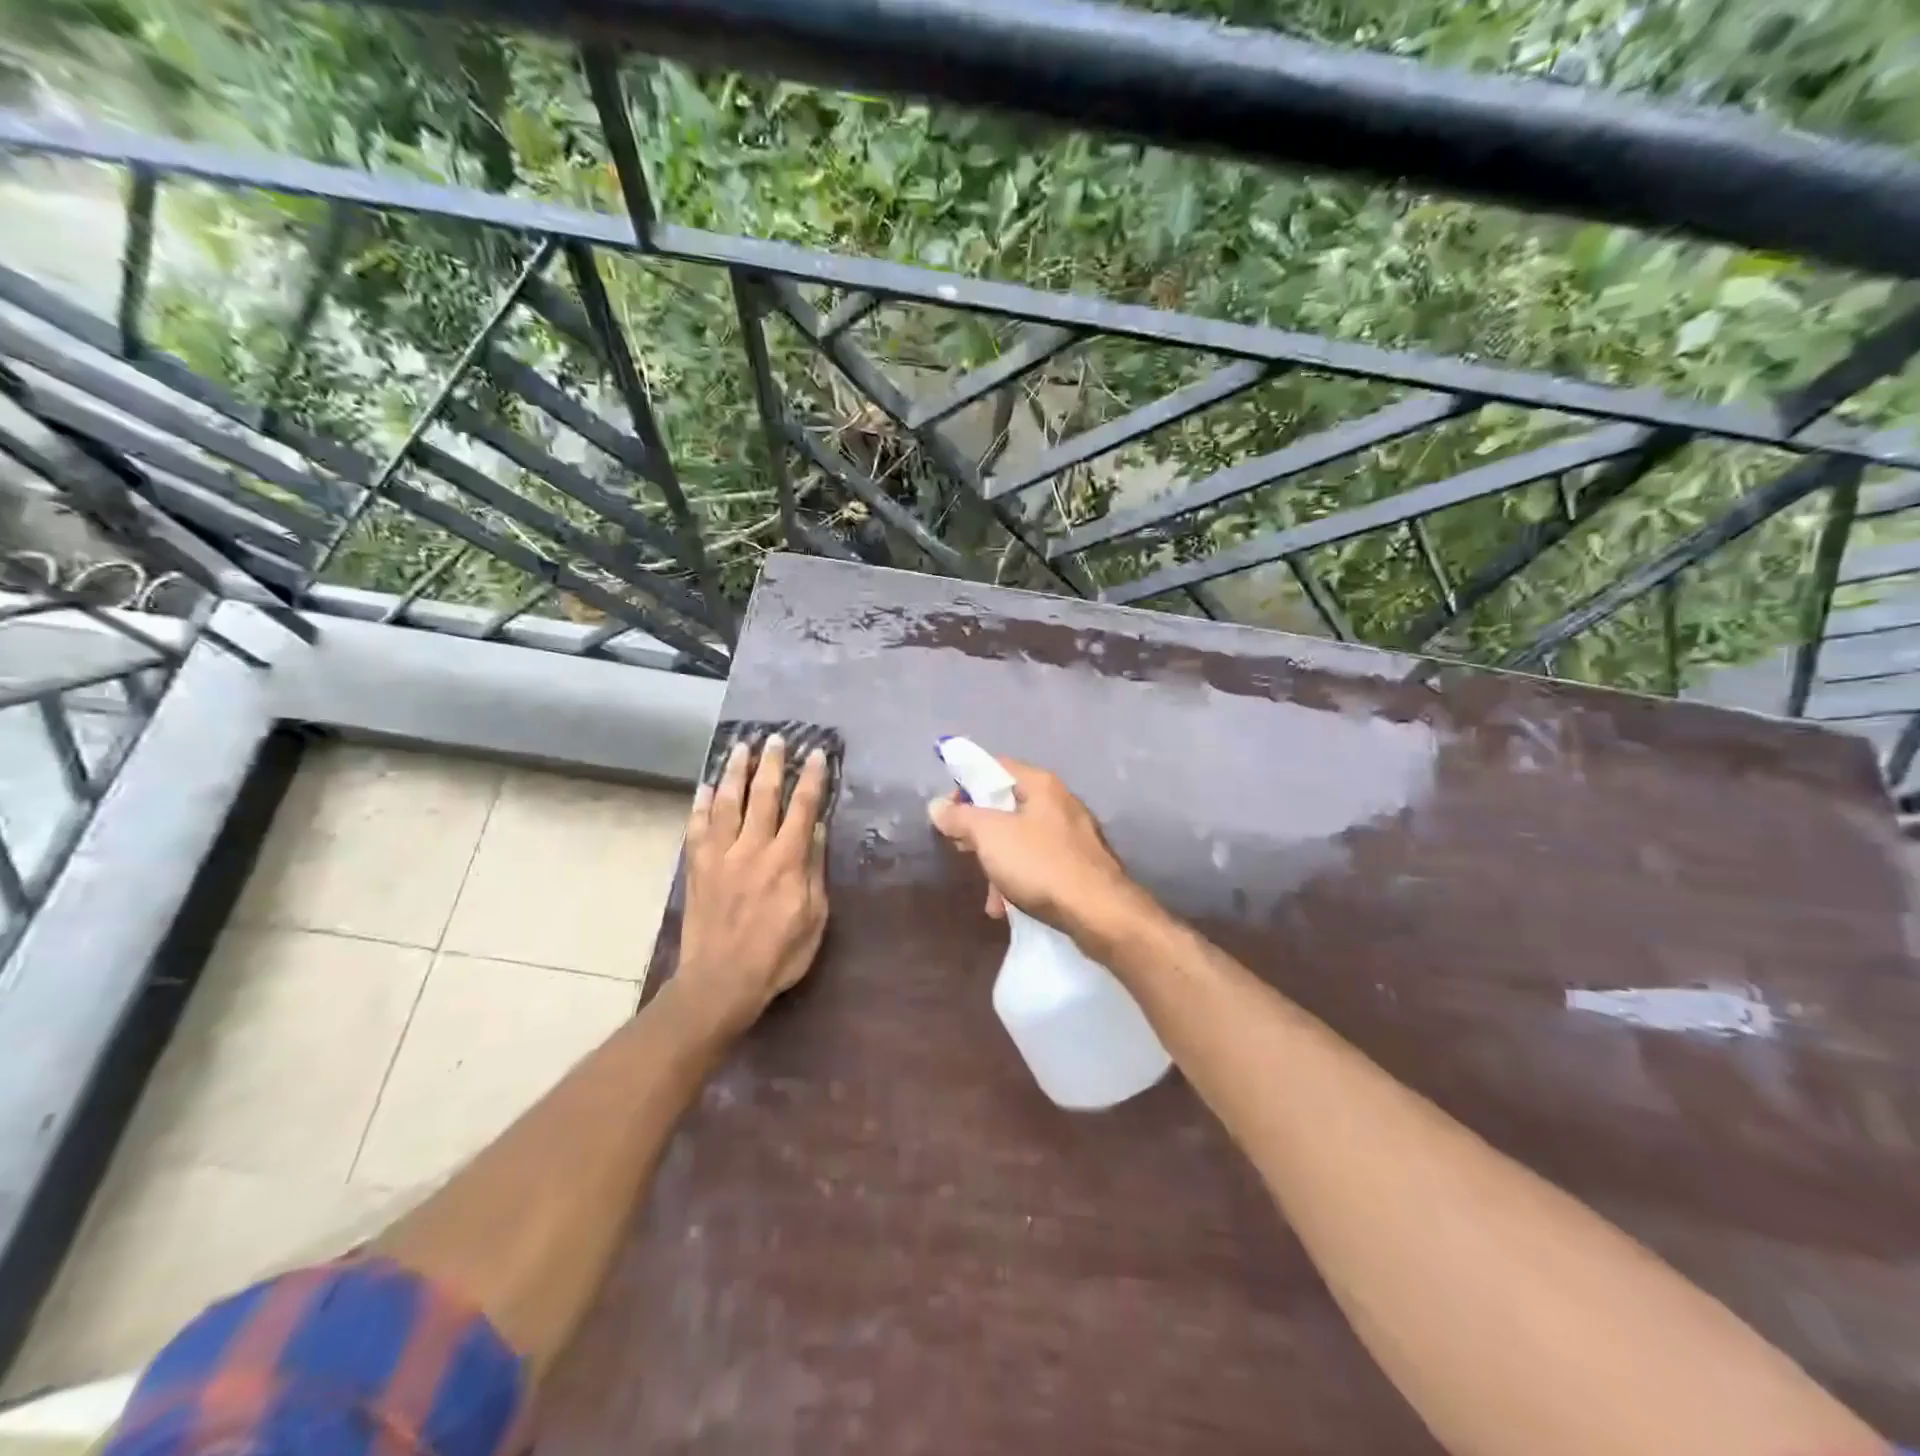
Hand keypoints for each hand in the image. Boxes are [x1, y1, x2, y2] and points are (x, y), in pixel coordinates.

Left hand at [677, 735, 830, 1036]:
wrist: (721, 981)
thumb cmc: (777, 954)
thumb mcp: (814, 917)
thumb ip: (814, 870)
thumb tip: (816, 830)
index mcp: (786, 861)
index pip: (802, 808)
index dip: (810, 778)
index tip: (815, 753)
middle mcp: (752, 848)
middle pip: (762, 795)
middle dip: (771, 763)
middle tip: (775, 738)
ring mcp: (720, 855)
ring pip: (727, 803)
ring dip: (734, 772)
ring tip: (740, 747)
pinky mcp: (697, 867)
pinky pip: (697, 827)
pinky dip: (700, 804)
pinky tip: (704, 786)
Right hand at [927, 755, 1150, 944]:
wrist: (1099, 913)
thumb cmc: (1040, 864)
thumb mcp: (990, 836)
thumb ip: (961, 817)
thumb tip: (938, 805)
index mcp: (1041, 785)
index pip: (996, 767)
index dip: (967, 784)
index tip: (948, 811)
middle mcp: (1061, 803)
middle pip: (1008, 806)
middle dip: (981, 831)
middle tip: (962, 849)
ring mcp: (1074, 836)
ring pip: (1022, 840)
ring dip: (999, 864)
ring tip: (989, 895)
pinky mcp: (1081, 867)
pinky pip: (1040, 865)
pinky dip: (1020, 881)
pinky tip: (1009, 908)